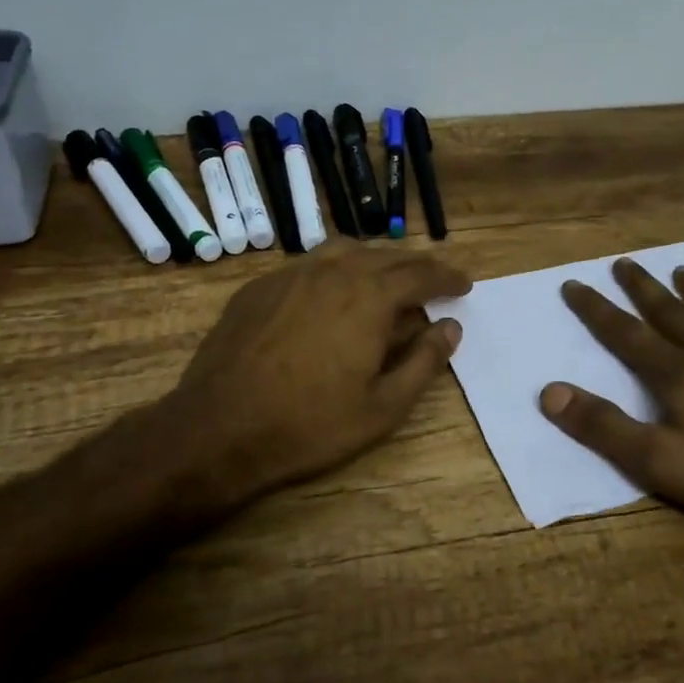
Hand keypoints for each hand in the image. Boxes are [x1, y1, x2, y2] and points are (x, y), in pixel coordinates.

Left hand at [158, 247, 469, 523]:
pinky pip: (308, 266)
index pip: (421, 274)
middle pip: (385, 257)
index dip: (447, 277)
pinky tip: (331, 296)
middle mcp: (333, 272)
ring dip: (374, 262)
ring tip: (385, 282)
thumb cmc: (310, 424)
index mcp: (369, 297)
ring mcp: (290, 275)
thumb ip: (424, 362)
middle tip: (432, 283)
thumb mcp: (383, 407)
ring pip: (344, 253)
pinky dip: (334, 272)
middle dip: (415, 267)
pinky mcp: (259, 287)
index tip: (463, 284)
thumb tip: (450, 328)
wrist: (219, 429)